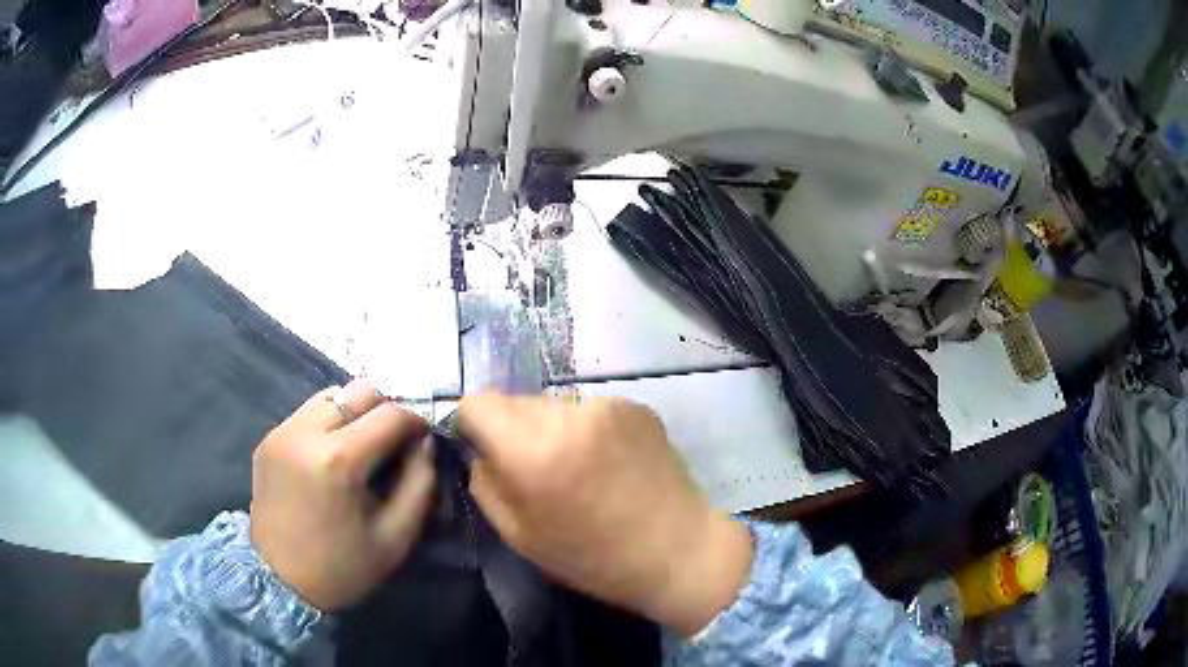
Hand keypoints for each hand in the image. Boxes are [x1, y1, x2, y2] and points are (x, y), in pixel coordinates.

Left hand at [250, 378, 435, 610]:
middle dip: (386, 410)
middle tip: (394, 442)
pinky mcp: (268, 438)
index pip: (390, 414)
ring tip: (363, 445)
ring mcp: (282, 432)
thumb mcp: (396, 538)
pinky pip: (308, 413)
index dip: (416, 421)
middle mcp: (306, 433)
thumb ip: (419, 484)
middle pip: (360, 391)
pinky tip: (333, 454)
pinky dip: (330, 422)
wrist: (278, 581)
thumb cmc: (341, 567)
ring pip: (332, 395)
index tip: (424, 439)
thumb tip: (425, 443)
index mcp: (339, 460)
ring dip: (356, 412)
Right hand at [457, 394, 753, 636]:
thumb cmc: (592, 557)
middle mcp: (567, 414)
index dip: (474, 427)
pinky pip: (589, 410)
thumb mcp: (518, 535)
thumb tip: (480, 450)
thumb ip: (485, 483)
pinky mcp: (636, 405)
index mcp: (531, 450)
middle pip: (515, 401)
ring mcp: (607, 404)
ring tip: (580, 470)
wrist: (678, 550)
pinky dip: (587, 430)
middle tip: (539, 471)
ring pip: (553, 405)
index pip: (477, 403)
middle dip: (514, 430)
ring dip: (552, 429)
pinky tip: (611, 464)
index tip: (489, 453)